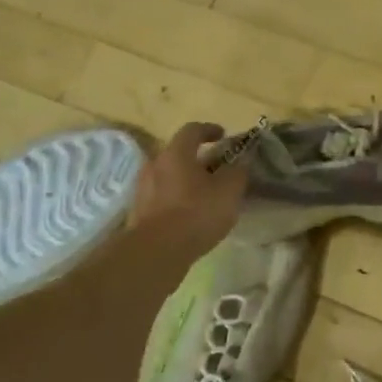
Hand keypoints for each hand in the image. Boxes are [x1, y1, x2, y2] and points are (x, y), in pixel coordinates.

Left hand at [127, 122, 248, 258]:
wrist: (156, 251)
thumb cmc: (196, 213)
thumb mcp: (229, 191)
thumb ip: (238, 172)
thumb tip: (242, 160)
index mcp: (176, 153)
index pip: (192, 130)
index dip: (209, 129)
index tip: (223, 136)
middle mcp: (155, 164)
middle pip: (178, 153)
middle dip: (198, 158)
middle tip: (217, 169)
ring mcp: (143, 188)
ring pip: (169, 176)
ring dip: (186, 180)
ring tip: (205, 194)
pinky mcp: (139, 211)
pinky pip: (162, 196)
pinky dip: (177, 198)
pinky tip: (190, 214)